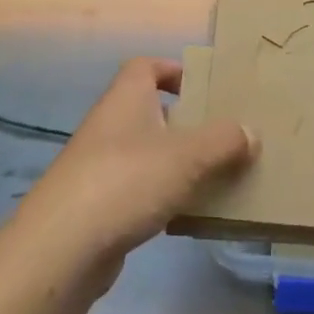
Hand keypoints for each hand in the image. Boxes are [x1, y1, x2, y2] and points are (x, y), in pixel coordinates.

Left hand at [14, 58, 256, 286]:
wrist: (62, 247)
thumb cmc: (127, 181)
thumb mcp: (187, 156)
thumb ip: (224, 141)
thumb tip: (250, 132)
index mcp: (126, 99)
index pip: (145, 67)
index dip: (173, 70)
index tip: (205, 87)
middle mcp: (110, 125)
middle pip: (151, 111)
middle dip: (186, 122)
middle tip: (223, 136)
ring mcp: (100, 166)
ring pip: (147, 153)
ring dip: (178, 163)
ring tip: (216, 176)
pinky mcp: (98, 205)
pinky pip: (139, 190)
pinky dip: (164, 196)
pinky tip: (188, 215)